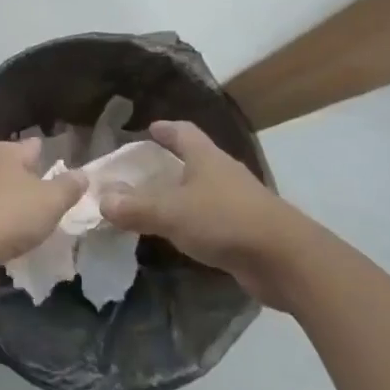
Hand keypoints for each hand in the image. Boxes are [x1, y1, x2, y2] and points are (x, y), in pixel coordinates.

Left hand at [0, 138, 86, 275]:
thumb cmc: (9, 216)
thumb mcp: (51, 202)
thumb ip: (68, 186)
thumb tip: (82, 174)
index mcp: (5, 150)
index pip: (33, 145)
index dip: (47, 156)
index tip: (59, 169)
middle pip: (10, 164)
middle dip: (25, 176)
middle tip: (43, 195)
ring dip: (6, 196)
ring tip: (22, 214)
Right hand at [99, 121, 295, 307]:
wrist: (286, 260)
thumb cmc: (225, 221)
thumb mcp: (171, 213)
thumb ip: (135, 207)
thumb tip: (102, 200)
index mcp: (206, 157)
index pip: (183, 132)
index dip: (165, 129)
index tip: (148, 129)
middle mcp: (223, 173)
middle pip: (194, 159)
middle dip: (170, 162)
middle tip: (142, 170)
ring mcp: (238, 202)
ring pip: (203, 190)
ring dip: (182, 194)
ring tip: (155, 203)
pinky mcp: (246, 230)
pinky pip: (212, 219)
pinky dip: (194, 221)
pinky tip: (180, 234)